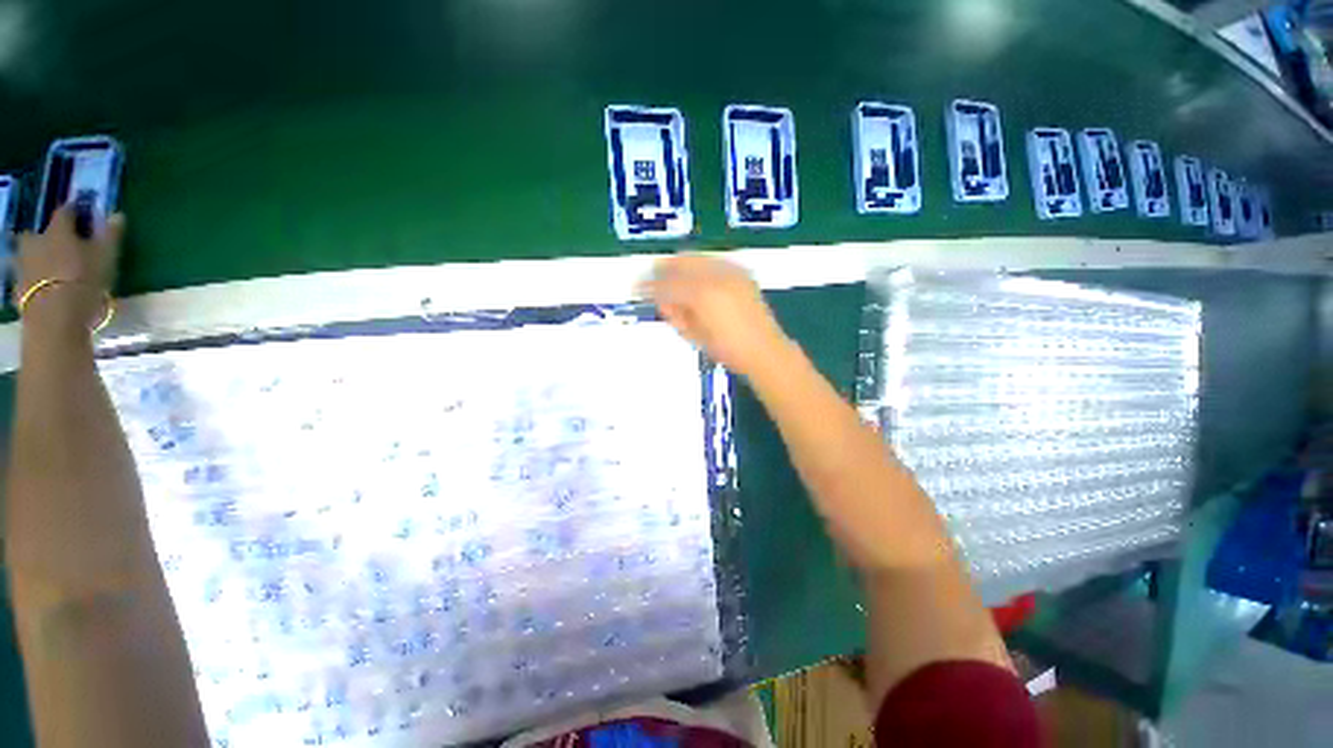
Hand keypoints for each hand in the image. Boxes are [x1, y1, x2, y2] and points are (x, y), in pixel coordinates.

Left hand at [13, 204, 123, 332]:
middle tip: (60, 248)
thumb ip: (110, 235)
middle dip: (47, 238)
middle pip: (38, 234)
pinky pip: (26, 278)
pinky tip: (44, 290)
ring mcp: (23, 265)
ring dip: (37, 259)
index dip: (75, 213)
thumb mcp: (106, 257)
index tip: (83, 217)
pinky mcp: (18, 288)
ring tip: (51, 271)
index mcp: (57, 230)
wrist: (55, 318)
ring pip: (29, 256)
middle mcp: (36, 241)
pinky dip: (34, 280)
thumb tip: (116, 215)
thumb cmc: (84, 281)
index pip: (65, 212)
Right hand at [643, 254, 791, 376]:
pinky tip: (694, 278)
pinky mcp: (741, 273)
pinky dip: (698, 266)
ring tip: (669, 277)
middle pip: (680, 262)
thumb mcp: (694, 336)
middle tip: (650, 279)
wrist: (765, 350)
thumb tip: (661, 300)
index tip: (636, 289)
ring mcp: (731, 271)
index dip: (649, 287)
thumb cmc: (727, 351)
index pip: (667, 285)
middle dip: (662, 269)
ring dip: (679, 265)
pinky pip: (712, 261)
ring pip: (696, 257)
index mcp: (701, 295)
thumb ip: (675, 315)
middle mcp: (715, 276)